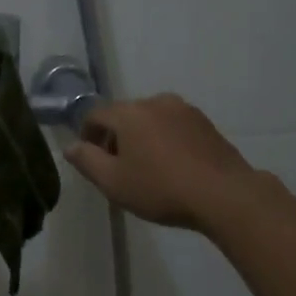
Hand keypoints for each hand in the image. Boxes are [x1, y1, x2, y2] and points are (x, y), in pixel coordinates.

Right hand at [62, 94, 273, 231]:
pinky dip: (164, 140)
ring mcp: (184, 110)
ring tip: (146, 168)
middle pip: (124, 115)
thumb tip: (71, 146)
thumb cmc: (160, 189)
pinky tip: (171, 166)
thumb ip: (87, 161)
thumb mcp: (113, 182)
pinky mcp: (205, 123)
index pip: (95, 115)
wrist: (224, 194)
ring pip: (150, 120)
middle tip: (116, 168)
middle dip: (115, 137)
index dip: (87, 135)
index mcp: (129, 112)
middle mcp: (155, 102)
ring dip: (141, 138)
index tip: (90, 159)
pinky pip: (173, 126)